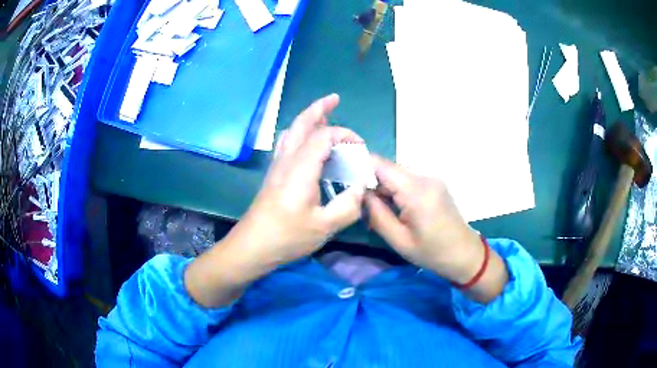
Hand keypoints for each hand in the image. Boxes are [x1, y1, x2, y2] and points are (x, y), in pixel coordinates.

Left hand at [185, 94, 365, 306]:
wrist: (251, 246)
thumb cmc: (287, 237)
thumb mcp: (324, 226)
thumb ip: (348, 206)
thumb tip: (361, 188)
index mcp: (301, 168)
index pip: (324, 136)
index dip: (344, 135)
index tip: (360, 148)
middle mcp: (286, 160)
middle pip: (300, 124)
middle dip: (318, 108)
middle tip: (334, 99)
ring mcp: (277, 167)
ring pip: (290, 132)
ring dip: (307, 119)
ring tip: (322, 116)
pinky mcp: (273, 176)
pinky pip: (287, 144)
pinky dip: (299, 134)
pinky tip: (307, 145)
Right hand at [366, 156, 507, 301]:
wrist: (464, 254)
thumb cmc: (431, 252)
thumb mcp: (399, 240)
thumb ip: (377, 214)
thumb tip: (361, 194)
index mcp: (416, 191)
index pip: (381, 165)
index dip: (360, 165)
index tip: (343, 174)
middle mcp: (425, 177)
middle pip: (389, 169)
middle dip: (370, 180)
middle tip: (356, 199)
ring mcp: (432, 179)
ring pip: (398, 175)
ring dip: (384, 187)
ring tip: (373, 207)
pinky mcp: (435, 185)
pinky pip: (409, 181)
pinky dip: (396, 190)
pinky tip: (392, 207)